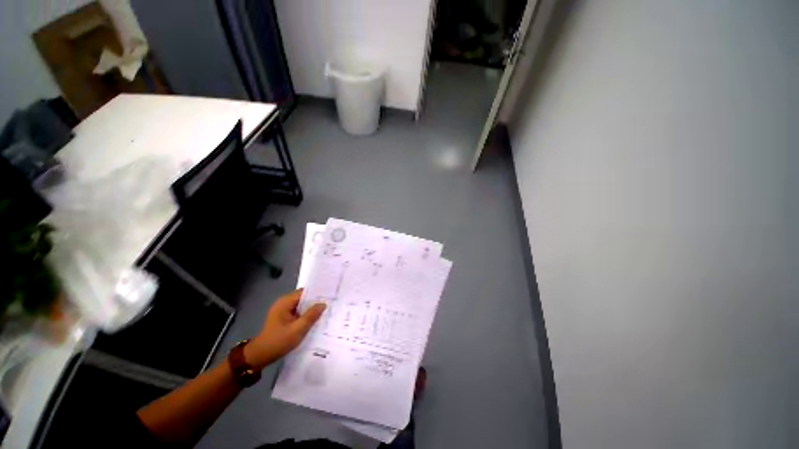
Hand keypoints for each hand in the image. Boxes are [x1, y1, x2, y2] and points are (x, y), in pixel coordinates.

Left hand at [244, 289, 325, 369]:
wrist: (260, 356)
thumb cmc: (278, 341)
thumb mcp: (297, 330)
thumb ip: (311, 316)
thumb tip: (323, 304)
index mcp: (285, 302)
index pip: (305, 292)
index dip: (317, 293)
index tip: (330, 295)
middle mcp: (284, 303)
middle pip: (304, 298)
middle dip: (315, 301)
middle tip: (331, 303)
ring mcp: (283, 310)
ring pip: (302, 305)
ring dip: (311, 309)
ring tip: (326, 311)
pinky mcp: (284, 317)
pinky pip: (298, 312)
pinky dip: (306, 314)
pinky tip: (315, 319)